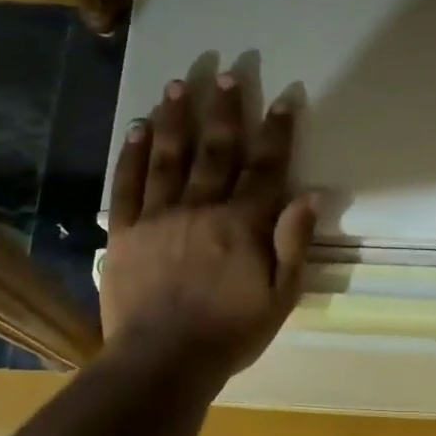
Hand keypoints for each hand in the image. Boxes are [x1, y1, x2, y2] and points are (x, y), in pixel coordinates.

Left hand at [101, 75, 316, 383]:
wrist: (162, 362)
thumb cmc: (229, 334)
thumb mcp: (280, 297)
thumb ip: (294, 243)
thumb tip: (312, 194)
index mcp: (242, 224)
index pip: (265, 167)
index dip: (276, 132)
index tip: (283, 99)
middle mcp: (201, 208)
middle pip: (216, 150)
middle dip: (225, 110)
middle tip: (227, 73)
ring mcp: (158, 216)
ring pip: (169, 157)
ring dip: (176, 118)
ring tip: (179, 84)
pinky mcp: (123, 231)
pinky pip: (127, 185)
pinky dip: (132, 154)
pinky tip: (138, 128)